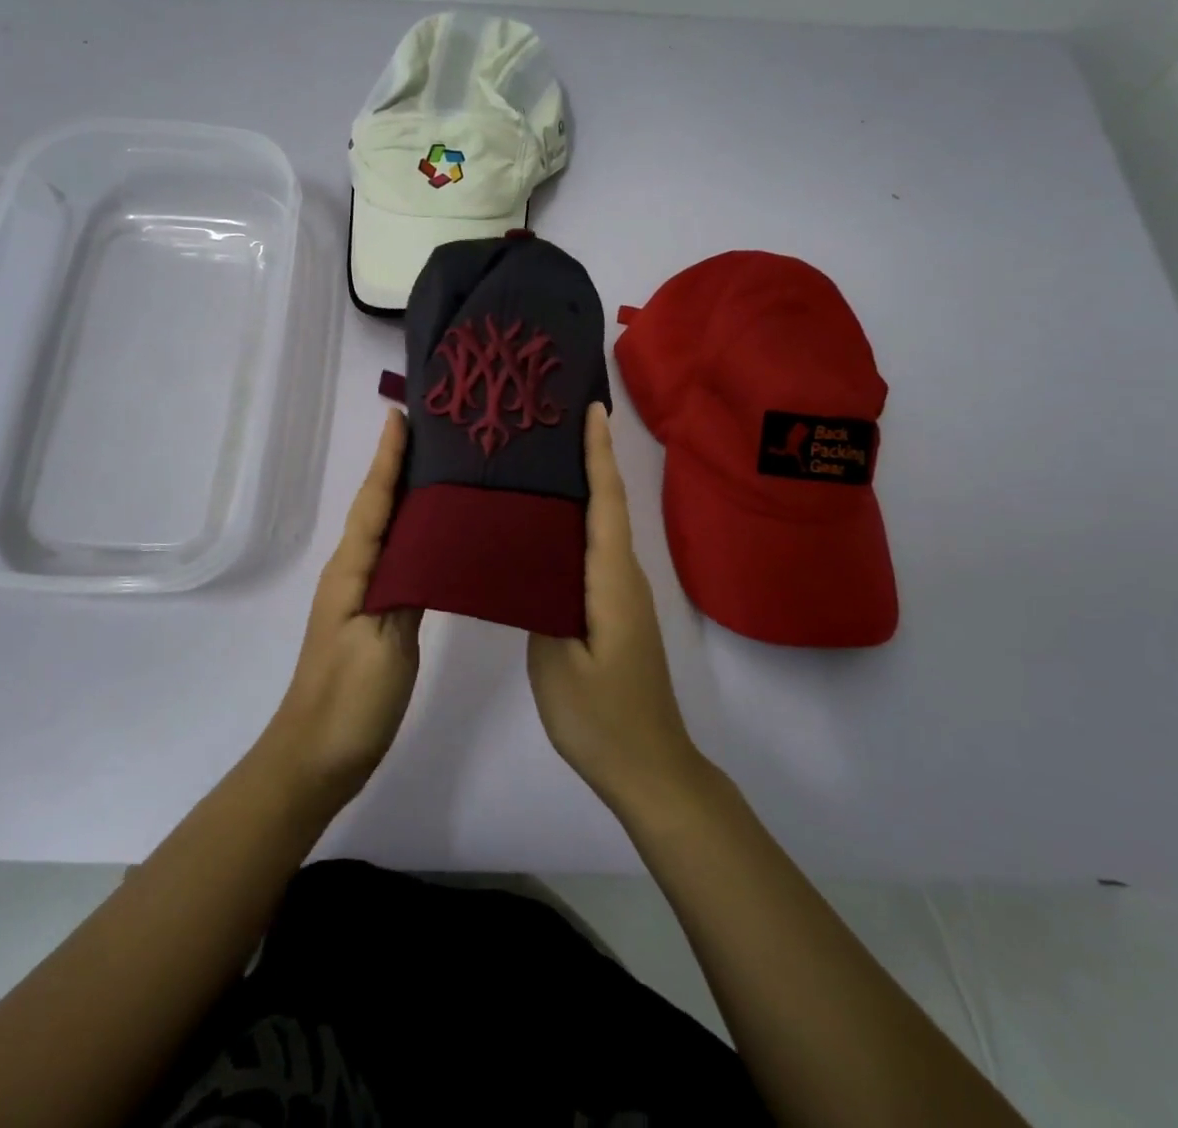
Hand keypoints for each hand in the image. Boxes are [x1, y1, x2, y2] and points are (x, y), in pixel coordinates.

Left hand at [263, 408, 421, 803]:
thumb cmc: (350, 700)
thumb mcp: (385, 644)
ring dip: (407, 497)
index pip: (374, 501)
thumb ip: (408, 590)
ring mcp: (361, 596)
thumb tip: (429, 545)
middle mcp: (353, 573)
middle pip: (378, 507)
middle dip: (399, 467)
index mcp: (353, 571)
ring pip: (387, 532)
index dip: (387, 459)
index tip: (401, 416)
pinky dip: (414, 536)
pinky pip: (396, 561)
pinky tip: (438, 537)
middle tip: (435, 434)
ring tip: (443, 472)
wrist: (317, 758)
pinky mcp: (374, 617)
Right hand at [529, 403, 703, 812]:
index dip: (599, 454)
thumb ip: (539, 605)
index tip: (592, 409)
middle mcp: (624, 577)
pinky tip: (546, 527)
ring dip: (583, 489)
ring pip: (602, 528)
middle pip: (608, 505)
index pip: (606, 503)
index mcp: (611, 581)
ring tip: (542, 461)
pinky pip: (595, 552)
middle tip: (552, 423)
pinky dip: (578, 525)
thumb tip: (528, 564)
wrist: (649, 768)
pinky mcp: (615, 610)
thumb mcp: (556, 664)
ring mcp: (622, 594)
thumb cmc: (602, 717)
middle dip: (589, 459)